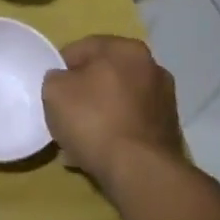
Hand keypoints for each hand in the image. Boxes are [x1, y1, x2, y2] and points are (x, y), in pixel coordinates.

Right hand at [42, 36, 183, 197]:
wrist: (139, 171)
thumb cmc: (94, 120)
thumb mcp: (55, 91)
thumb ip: (56, 78)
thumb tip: (65, 82)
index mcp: (127, 49)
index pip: (83, 48)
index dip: (61, 67)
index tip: (51, 89)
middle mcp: (152, 68)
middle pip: (104, 76)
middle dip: (83, 94)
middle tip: (64, 115)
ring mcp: (164, 100)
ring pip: (117, 103)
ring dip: (98, 116)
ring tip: (79, 141)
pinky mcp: (168, 131)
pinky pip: (130, 125)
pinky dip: (114, 134)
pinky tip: (98, 154)